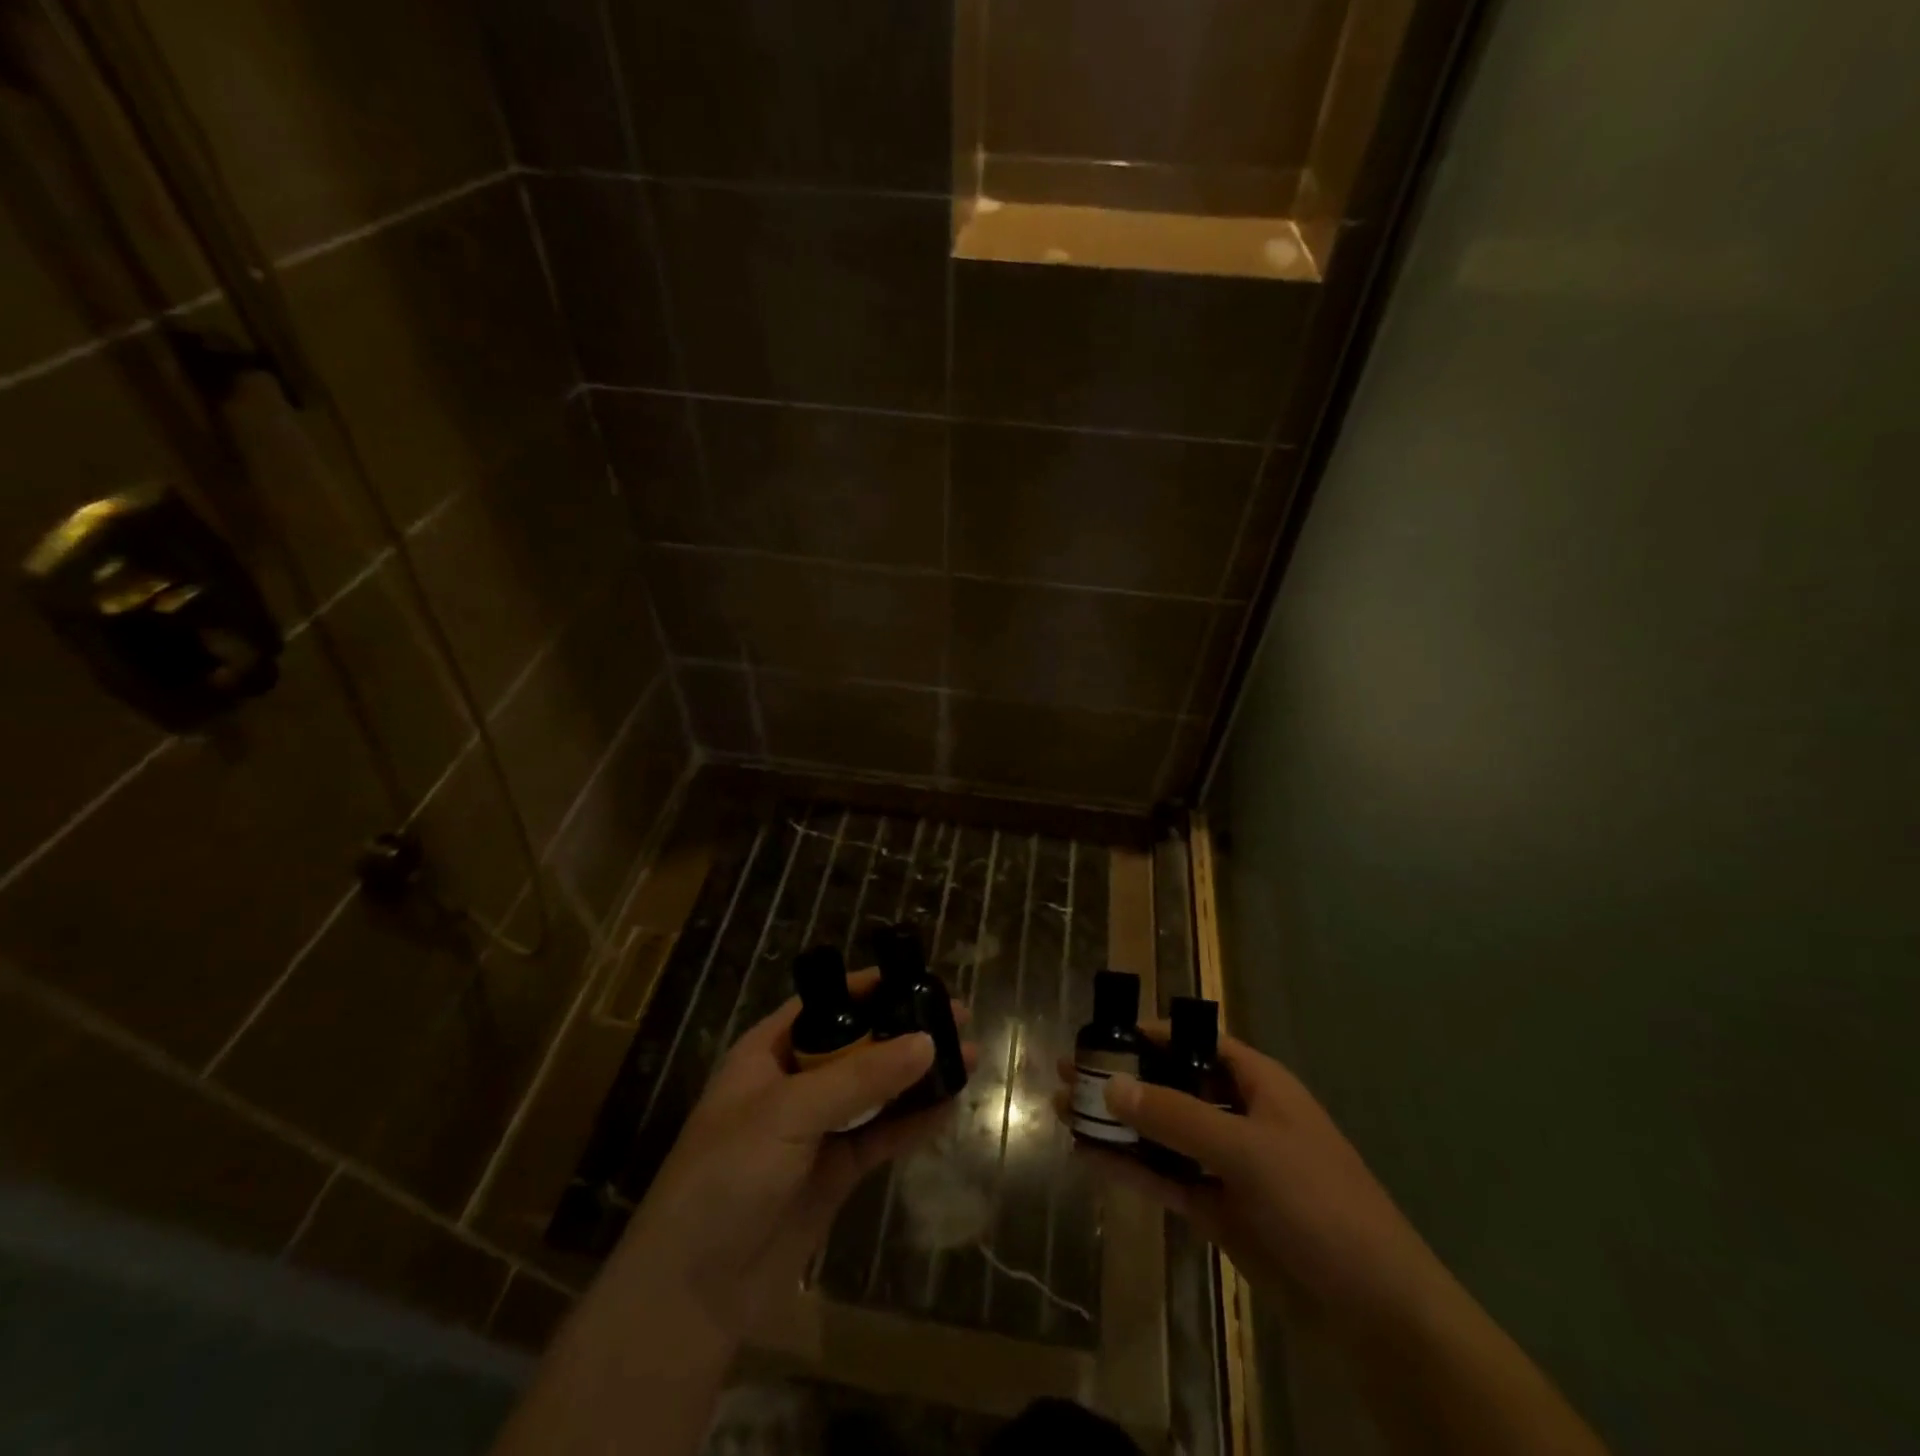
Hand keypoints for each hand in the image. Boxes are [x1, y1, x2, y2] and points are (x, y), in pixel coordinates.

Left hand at [615, 971, 977, 1342]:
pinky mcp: (836, 1171)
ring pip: (877, 1090)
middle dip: (905, 1030)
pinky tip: (949, 1106)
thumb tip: (927, 1041)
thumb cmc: (727, 1175)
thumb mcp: (788, 1112)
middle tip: (958, 1018)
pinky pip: (882, 1136)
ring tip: (967, 1056)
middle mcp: (796, 1082)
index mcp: (769, 1052)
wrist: (693, 1291)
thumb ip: (860, 1077)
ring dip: (917, 1075)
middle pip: (859, 1044)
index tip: (919, 979)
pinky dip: (914, 1121)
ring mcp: (818, 1129)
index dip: (870, 988)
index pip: (826, 1004)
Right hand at [1057, 1026, 1442, 1330]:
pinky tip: (1088, 1158)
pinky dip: (1129, 1168)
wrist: (1373, 1310)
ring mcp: (1226, 1165)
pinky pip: (1164, 1178)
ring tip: (1064, 1111)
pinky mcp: (1217, 1209)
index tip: (1099, 1034)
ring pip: (1161, 1134)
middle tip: (1067, 1073)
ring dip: (1117, 1124)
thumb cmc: (1318, 1203)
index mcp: (1257, 1084)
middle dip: (1121, 1079)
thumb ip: (1176, 1116)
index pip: (1195, 1042)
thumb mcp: (1247, 1150)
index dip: (1149, 1035)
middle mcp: (1238, 1115)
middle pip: (1170, 1085)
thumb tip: (1112, 1085)